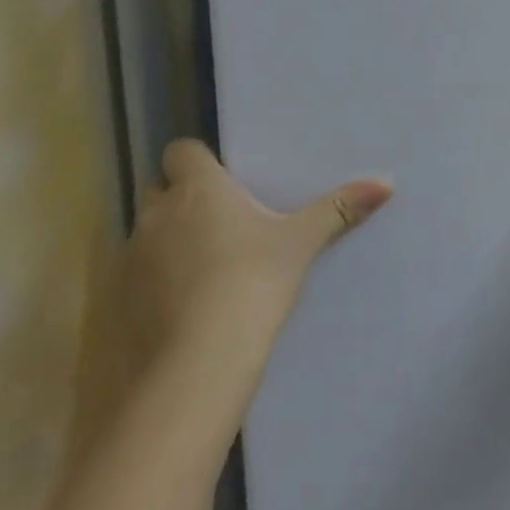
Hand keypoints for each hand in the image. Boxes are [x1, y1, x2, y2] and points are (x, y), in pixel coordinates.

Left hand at [123, 140, 391, 379]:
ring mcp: (133, 258)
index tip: (227, 175)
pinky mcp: (123, 298)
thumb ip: (339, 209)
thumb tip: (386, 183)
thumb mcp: (303, 241)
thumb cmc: (253, 279)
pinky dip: (162, 275)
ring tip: (212, 257)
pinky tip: (192, 295)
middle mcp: (158, 215)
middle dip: (183, 196)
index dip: (200, 160)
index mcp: (199, 190)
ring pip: (149, 230)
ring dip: (172, 236)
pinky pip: (141, 271)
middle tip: (225, 213)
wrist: (200, 358)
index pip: (181, 152)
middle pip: (159, 188)